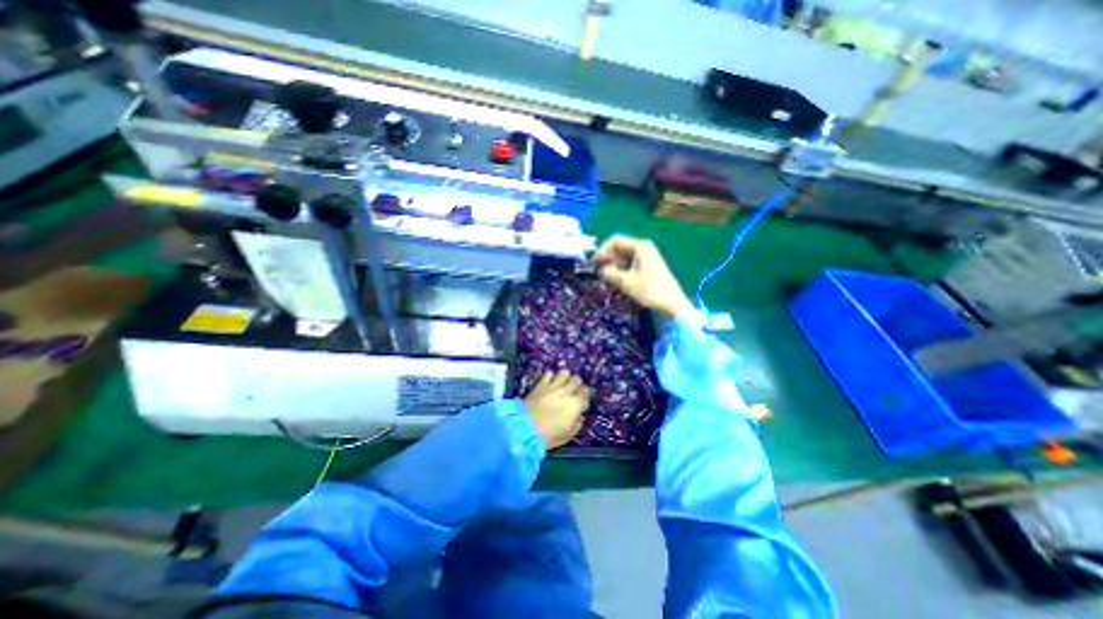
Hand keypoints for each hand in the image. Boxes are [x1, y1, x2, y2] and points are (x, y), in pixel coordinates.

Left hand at [522, 369, 589, 447]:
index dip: (585, 395)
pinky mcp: (540, 384)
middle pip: (577, 379)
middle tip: (572, 392)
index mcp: (575, 405)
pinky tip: (549, 383)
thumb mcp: (567, 435)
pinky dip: (550, 377)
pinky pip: (549, 373)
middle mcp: (566, 392)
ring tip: (561, 385)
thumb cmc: (548, 436)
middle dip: (576, 385)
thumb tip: (579, 416)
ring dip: (565, 378)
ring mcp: (552, 386)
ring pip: (564, 372)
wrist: (525, 429)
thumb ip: (577, 424)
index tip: (581, 402)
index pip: (586, 391)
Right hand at [600, 235, 690, 315]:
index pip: (615, 241)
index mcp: (639, 246)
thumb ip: (610, 273)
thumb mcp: (626, 282)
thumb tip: (600, 270)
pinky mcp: (648, 267)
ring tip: (605, 277)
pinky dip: (621, 269)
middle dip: (607, 258)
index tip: (593, 264)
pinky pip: (629, 263)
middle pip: (619, 247)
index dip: (602, 250)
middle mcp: (643, 248)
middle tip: (597, 271)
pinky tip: (615, 279)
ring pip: (623, 256)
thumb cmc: (650, 290)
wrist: (672, 303)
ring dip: (613, 265)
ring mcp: (646, 257)